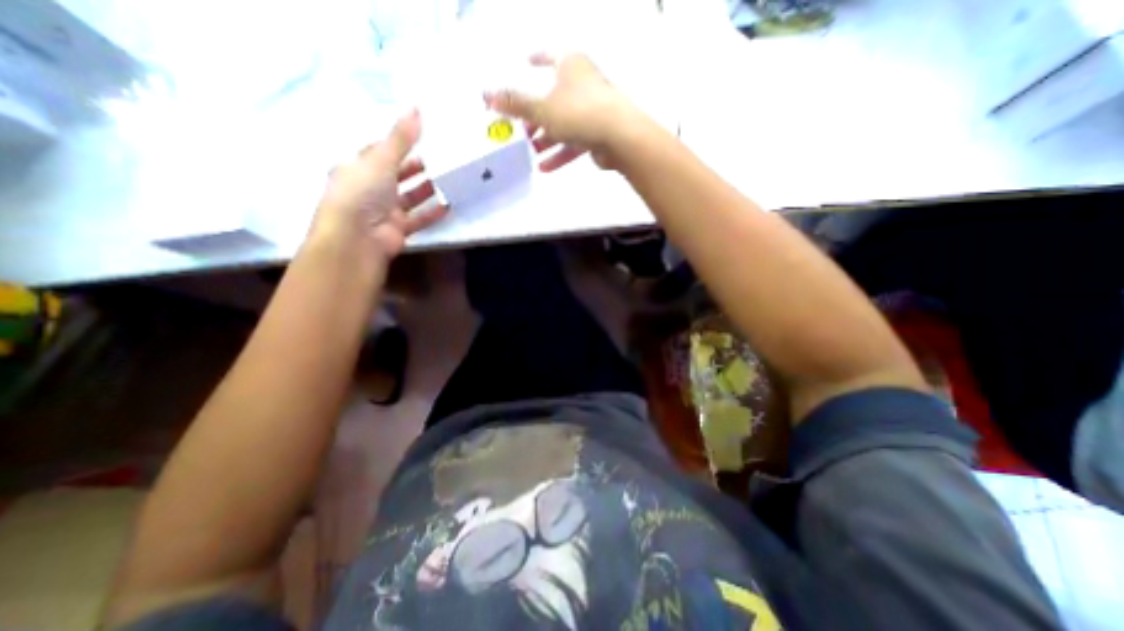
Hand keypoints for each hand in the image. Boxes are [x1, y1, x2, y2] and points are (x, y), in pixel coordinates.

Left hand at [309, 111, 449, 261]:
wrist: (358, 238)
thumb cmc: (362, 192)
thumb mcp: (381, 159)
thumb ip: (401, 138)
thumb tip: (417, 108)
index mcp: (356, 168)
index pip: (377, 152)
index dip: (395, 143)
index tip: (418, 136)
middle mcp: (369, 189)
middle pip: (395, 175)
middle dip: (414, 167)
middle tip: (438, 158)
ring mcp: (384, 211)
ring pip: (408, 197)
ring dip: (425, 190)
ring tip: (447, 179)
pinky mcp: (398, 229)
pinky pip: (418, 218)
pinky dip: (432, 213)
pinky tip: (449, 206)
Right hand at [483, 51, 639, 171]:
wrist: (619, 138)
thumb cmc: (578, 113)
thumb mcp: (542, 108)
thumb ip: (516, 104)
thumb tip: (487, 96)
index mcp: (571, 65)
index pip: (550, 56)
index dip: (537, 57)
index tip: (525, 61)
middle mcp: (583, 84)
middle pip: (554, 98)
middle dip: (536, 115)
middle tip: (519, 129)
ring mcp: (592, 111)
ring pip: (563, 124)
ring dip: (546, 140)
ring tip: (529, 154)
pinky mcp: (598, 134)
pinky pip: (574, 142)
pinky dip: (559, 154)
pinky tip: (544, 168)